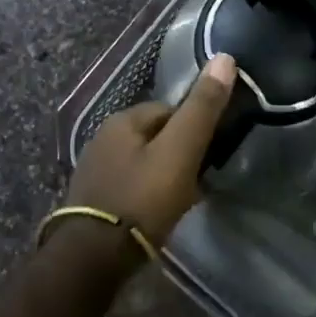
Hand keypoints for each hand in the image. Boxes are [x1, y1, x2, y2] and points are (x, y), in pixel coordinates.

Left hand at [67, 54, 236, 244]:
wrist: (91, 258)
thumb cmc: (141, 199)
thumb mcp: (179, 151)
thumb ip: (201, 108)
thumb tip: (225, 58)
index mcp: (122, 119)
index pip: (168, 110)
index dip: (192, 129)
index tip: (208, 155)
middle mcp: (102, 137)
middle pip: (153, 136)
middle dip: (176, 153)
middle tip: (198, 181)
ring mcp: (94, 170)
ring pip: (140, 162)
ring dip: (160, 175)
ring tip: (180, 200)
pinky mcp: (90, 201)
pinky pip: (128, 187)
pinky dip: (144, 195)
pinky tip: (154, 216)